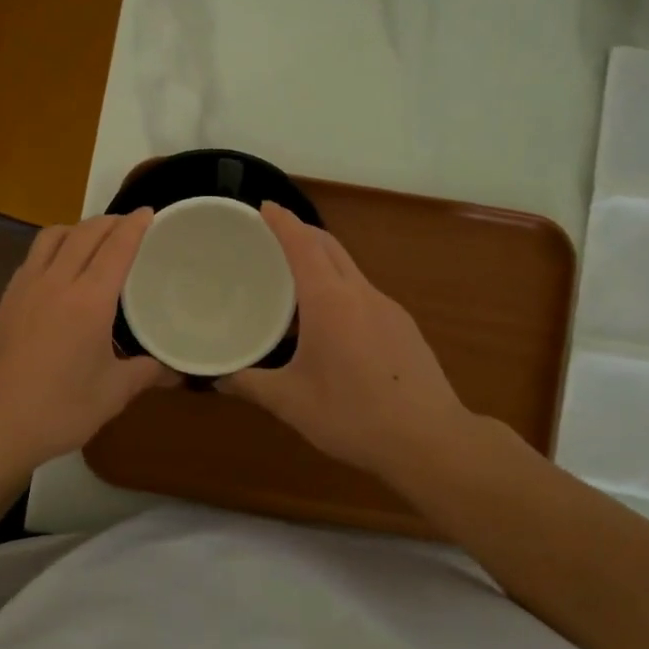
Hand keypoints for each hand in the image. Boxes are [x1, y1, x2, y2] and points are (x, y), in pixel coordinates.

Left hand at [0, 212, 170, 476]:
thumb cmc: (58, 410)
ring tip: (95, 238)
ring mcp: (26, 287)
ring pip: (53, 236)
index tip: (150, 212)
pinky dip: (55, 246)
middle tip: (131, 224)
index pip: (117, 247)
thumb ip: (144, 373)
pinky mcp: (7, 300)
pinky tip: (60, 267)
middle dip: (111, 221)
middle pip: (85, 232)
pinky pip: (34, 255)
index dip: (136, 225)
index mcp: (89, 300)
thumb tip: (172, 369)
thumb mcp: (112, 394)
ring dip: (79, 227)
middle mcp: (56, 282)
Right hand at [223, 203, 469, 475]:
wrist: (431, 441)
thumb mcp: (291, 403)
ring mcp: (389, 308)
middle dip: (301, 234)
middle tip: (270, 240)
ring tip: (293, 285)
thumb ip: (250, 385)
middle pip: (330, 247)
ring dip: (322, 263)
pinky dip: (340, 290)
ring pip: (350, 270)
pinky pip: (364, 294)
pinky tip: (330, 325)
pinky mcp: (404, 327)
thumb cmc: (353, 416)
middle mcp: (361, 293)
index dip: (281, 221)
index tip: (263, 207)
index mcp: (330, 301)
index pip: (302, 244)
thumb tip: (217, 379)